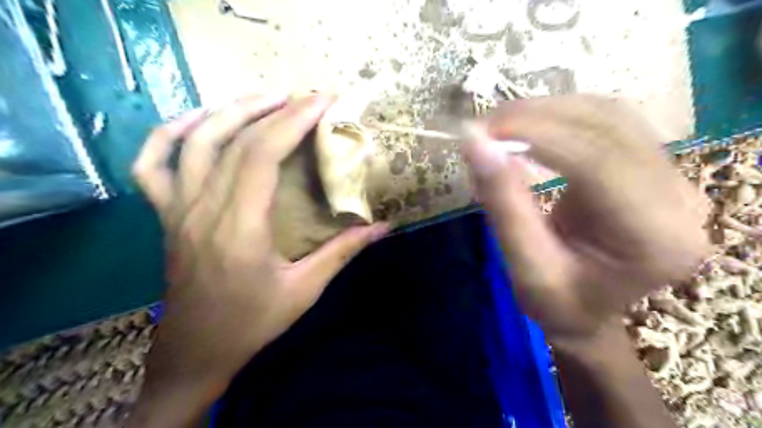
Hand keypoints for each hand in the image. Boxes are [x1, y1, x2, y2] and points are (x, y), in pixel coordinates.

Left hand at [128, 92, 387, 424]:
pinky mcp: (165, 215)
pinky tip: (199, 121)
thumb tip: (383, 227)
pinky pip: (152, 164)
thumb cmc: (252, 323)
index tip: (323, 101)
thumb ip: (343, 252)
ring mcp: (176, 209)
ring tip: (266, 98)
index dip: (293, 120)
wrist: (196, 351)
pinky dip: (171, 133)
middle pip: (234, 139)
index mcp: (239, 227)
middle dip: (275, 108)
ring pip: (194, 141)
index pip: (262, 154)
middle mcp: (202, 209)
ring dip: (231, 110)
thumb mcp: (305, 290)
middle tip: (306, 96)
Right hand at [462, 96, 712, 340]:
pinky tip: (530, 127)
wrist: (587, 310)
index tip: (484, 131)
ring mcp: (673, 177)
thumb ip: (503, 203)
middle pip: (609, 128)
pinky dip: (562, 116)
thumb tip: (475, 142)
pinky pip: (609, 121)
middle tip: (486, 126)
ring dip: (548, 111)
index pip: (598, 162)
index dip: (538, 135)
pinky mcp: (653, 166)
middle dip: (538, 117)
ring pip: (609, 115)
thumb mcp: (524, 266)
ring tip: (501, 124)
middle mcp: (681, 200)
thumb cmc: (558, 303)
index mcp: (655, 239)